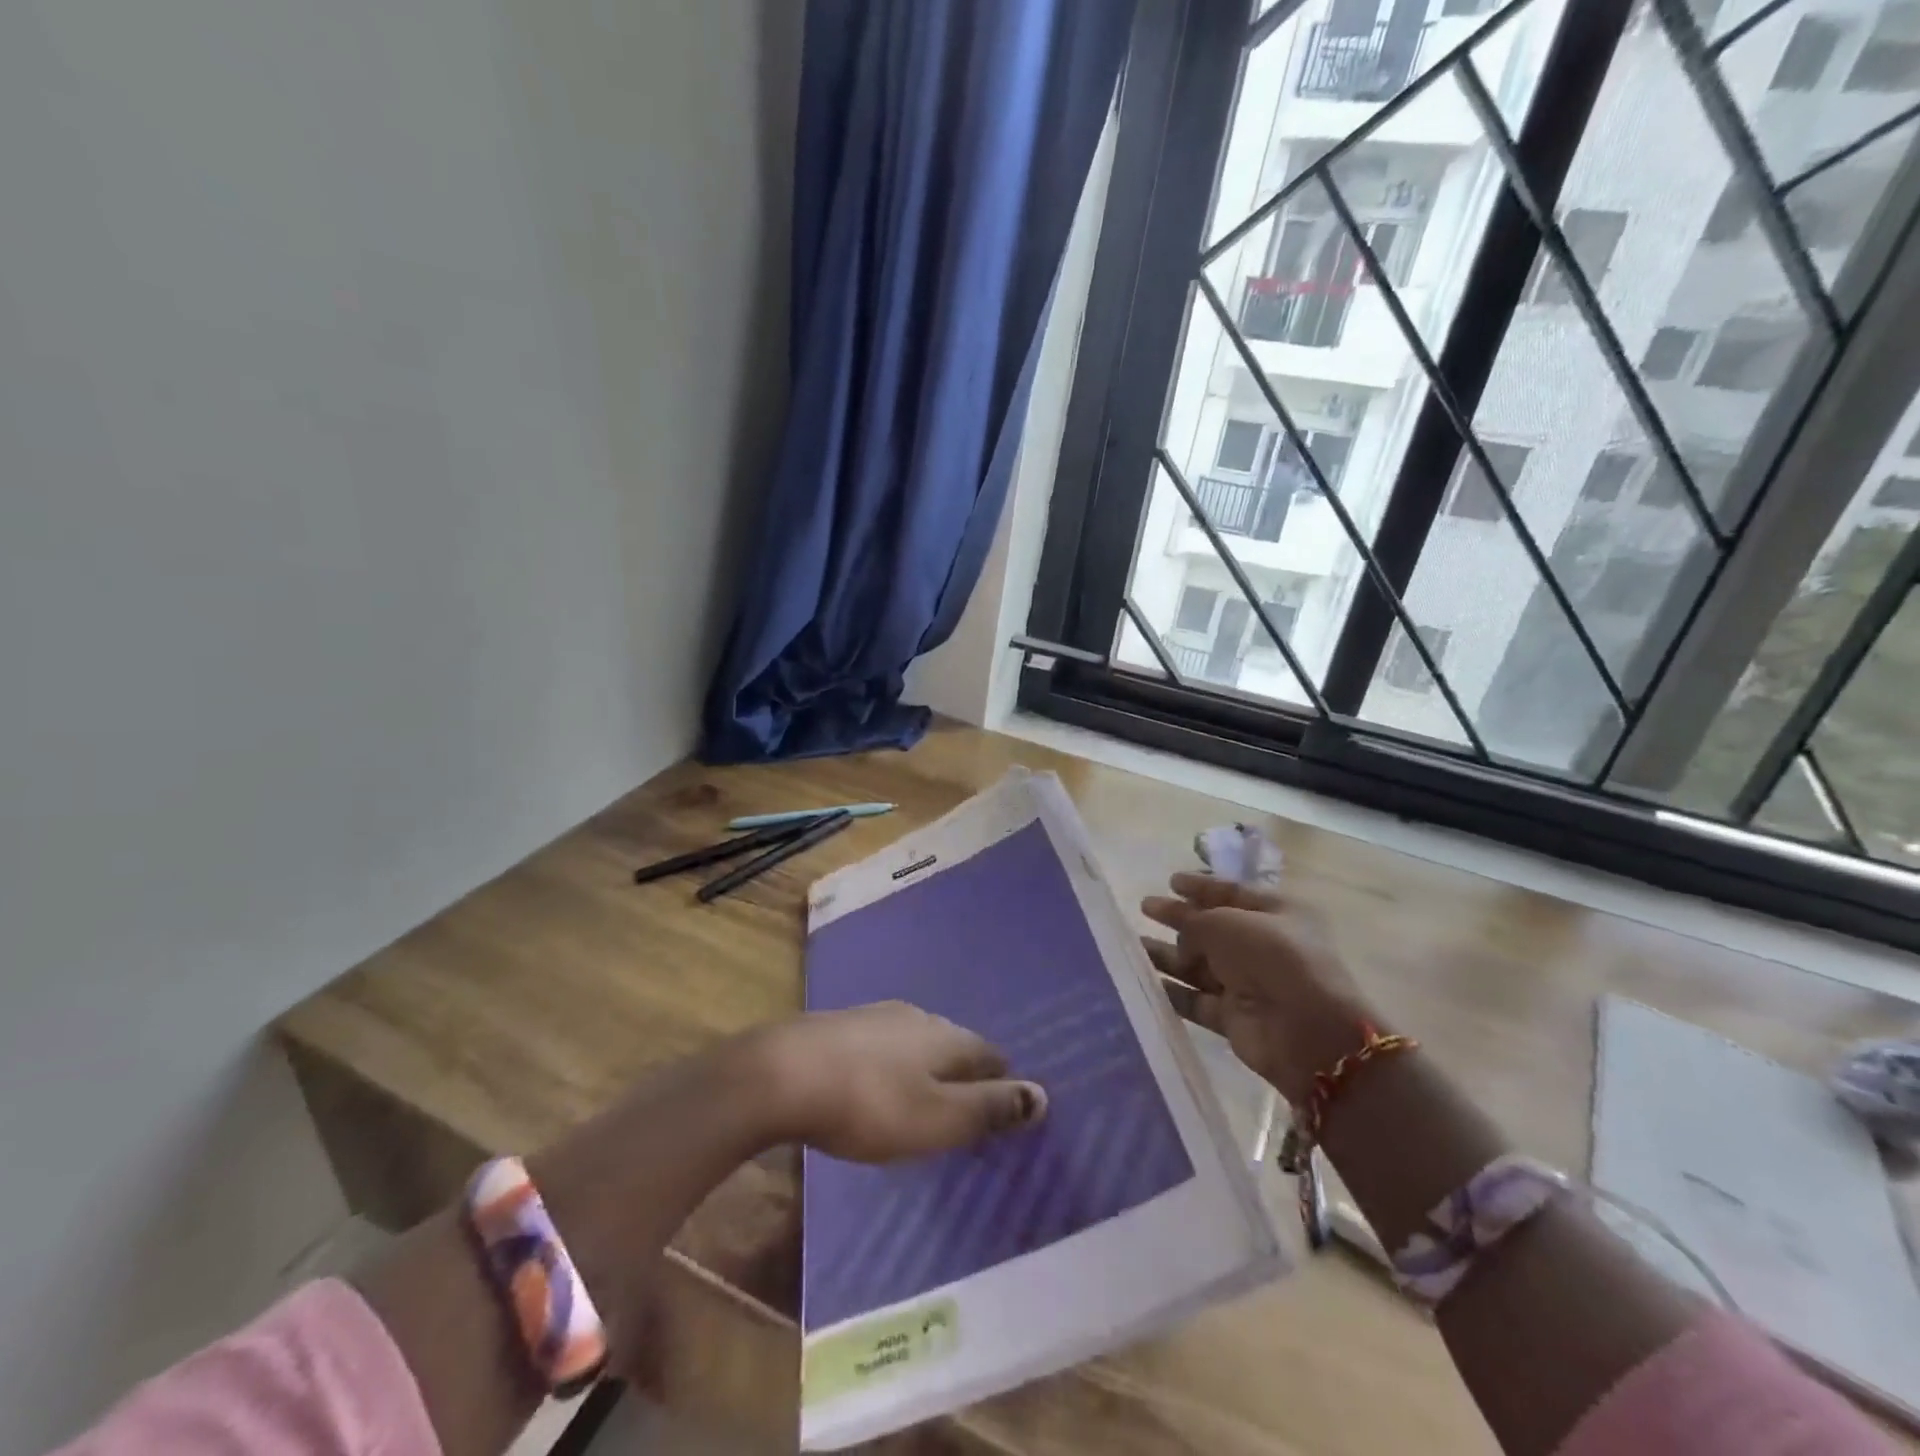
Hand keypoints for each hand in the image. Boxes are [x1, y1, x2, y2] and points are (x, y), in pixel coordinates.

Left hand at [760, 1002, 1046, 1161]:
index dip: (1003, 1082)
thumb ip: (989, 1108)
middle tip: (967, 1109)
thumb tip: (1043, 1095)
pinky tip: (877, 1084)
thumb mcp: (938, 1119)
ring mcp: (876, 1016)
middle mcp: (917, 1017)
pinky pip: (883, 1046)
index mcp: (947, 1037)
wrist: (782, 1073)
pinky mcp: (841, 1026)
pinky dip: (892, 1065)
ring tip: (925, 1099)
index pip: (991, 1054)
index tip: (1007, 1109)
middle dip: (965, 1072)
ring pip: (917, 1041)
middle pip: (954, 1044)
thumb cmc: (869, 1104)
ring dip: (927, 1067)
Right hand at [1142, 872, 1373, 1103]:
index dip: (1200, 886)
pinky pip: (1195, 1000)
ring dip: (1167, 955)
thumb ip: (1194, 921)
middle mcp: (1262, 946)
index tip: (1170, 881)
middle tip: (1144, 908)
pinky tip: (1142, 981)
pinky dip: (1171, 991)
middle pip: (1211, 928)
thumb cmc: (1272, 958)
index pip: (1231, 893)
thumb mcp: (1228, 923)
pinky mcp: (1232, 1017)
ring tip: (1132, 946)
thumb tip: (1181, 935)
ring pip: (1198, 964)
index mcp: (1275, 913)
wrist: (1306, 1031)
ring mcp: (1247, 983)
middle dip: (1178, 918)